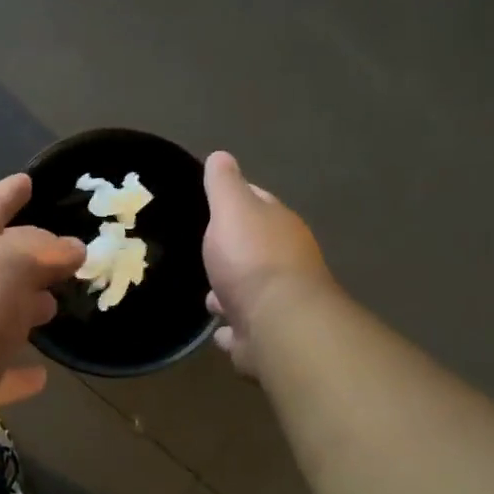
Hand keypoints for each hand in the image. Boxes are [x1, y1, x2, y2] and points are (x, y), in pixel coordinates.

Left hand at [0, 173, 83, 488]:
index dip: (5, 195)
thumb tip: (70, 247)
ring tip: (56, 307)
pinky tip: (41, 376)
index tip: (27, 179)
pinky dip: (18, 371)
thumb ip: (37, 250)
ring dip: (24, 309)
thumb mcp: (0, 266)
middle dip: (25, 257)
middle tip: (63, 257)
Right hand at [202, 150, 333, 375]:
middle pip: (255, 249)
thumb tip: (222, 155)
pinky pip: (246, 330)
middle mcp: (287, 262)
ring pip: (251, 292)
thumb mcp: (232, 209)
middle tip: (206, 251)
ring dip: (232, 292)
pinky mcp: (269, 338)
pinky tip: (219, 331)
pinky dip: (234, 329)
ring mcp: (280, 303)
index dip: (238, 198)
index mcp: (279, 225)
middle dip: (233, 251)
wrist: (277, 324)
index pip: (259, 201)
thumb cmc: (251, 258)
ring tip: (208, 296)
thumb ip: (224, 183)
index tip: (215, 199)